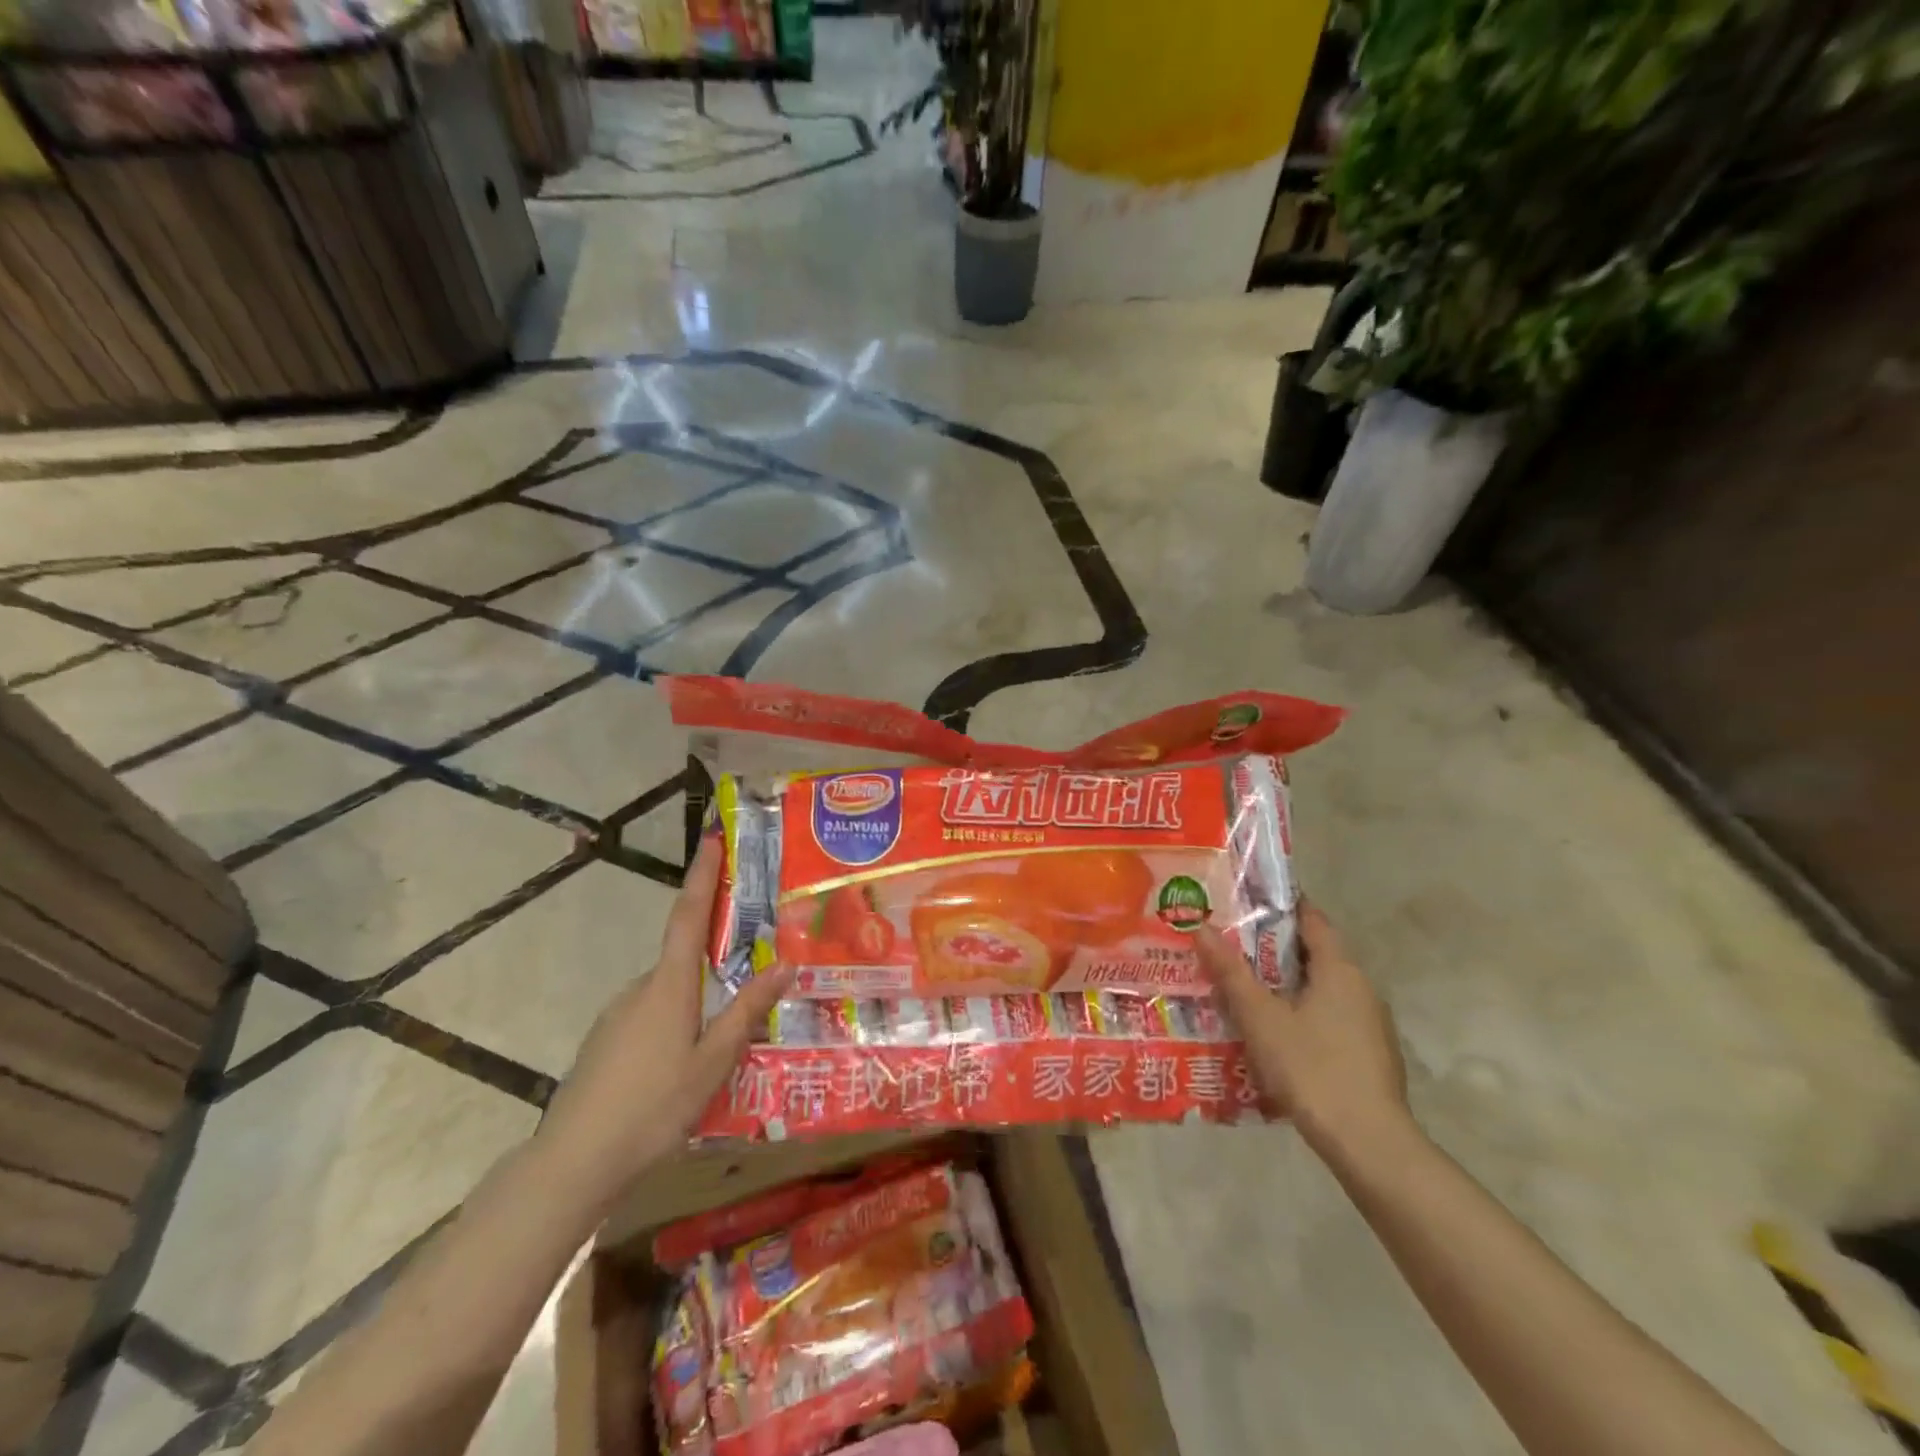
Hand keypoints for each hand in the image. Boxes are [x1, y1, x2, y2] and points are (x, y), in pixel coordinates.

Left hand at [537, 836, 791, 1205]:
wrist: (573, 1163)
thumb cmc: (653, 1106)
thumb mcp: (713, 1061)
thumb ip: (748, 1011)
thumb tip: (786, 963)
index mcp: (668, 986)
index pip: (689, 916)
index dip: (702, 876)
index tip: (712, 840)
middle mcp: (640, 989)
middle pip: (682, 960)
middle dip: (714, 962)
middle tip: (748, 978)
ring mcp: (617, 1017)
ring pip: (668, 996)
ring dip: (696, 1006)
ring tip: (723, 1043)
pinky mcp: (605, 1044)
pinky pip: (651, 1020)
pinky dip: (675, 1027)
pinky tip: (686, 1068)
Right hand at [1198, 901, 1408, 1156]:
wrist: (1369, 1144)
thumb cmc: (1312, 1068)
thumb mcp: (1261, 1018)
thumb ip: (1231, 973)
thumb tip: (1201, 927)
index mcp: (1340, 969)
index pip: (1312, 919)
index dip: (1280, 906)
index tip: (1245, 901)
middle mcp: (1361, 987)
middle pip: (1314, 953)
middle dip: (1273, 947)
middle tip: (1230, 944)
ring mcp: (1370, 1023)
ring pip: (1321, 988)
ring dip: (1286, 983)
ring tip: (1243, 986)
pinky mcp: (1369, 1054)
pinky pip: (1329, 1016)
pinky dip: (1300, 1012)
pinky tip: (1273, 1031)